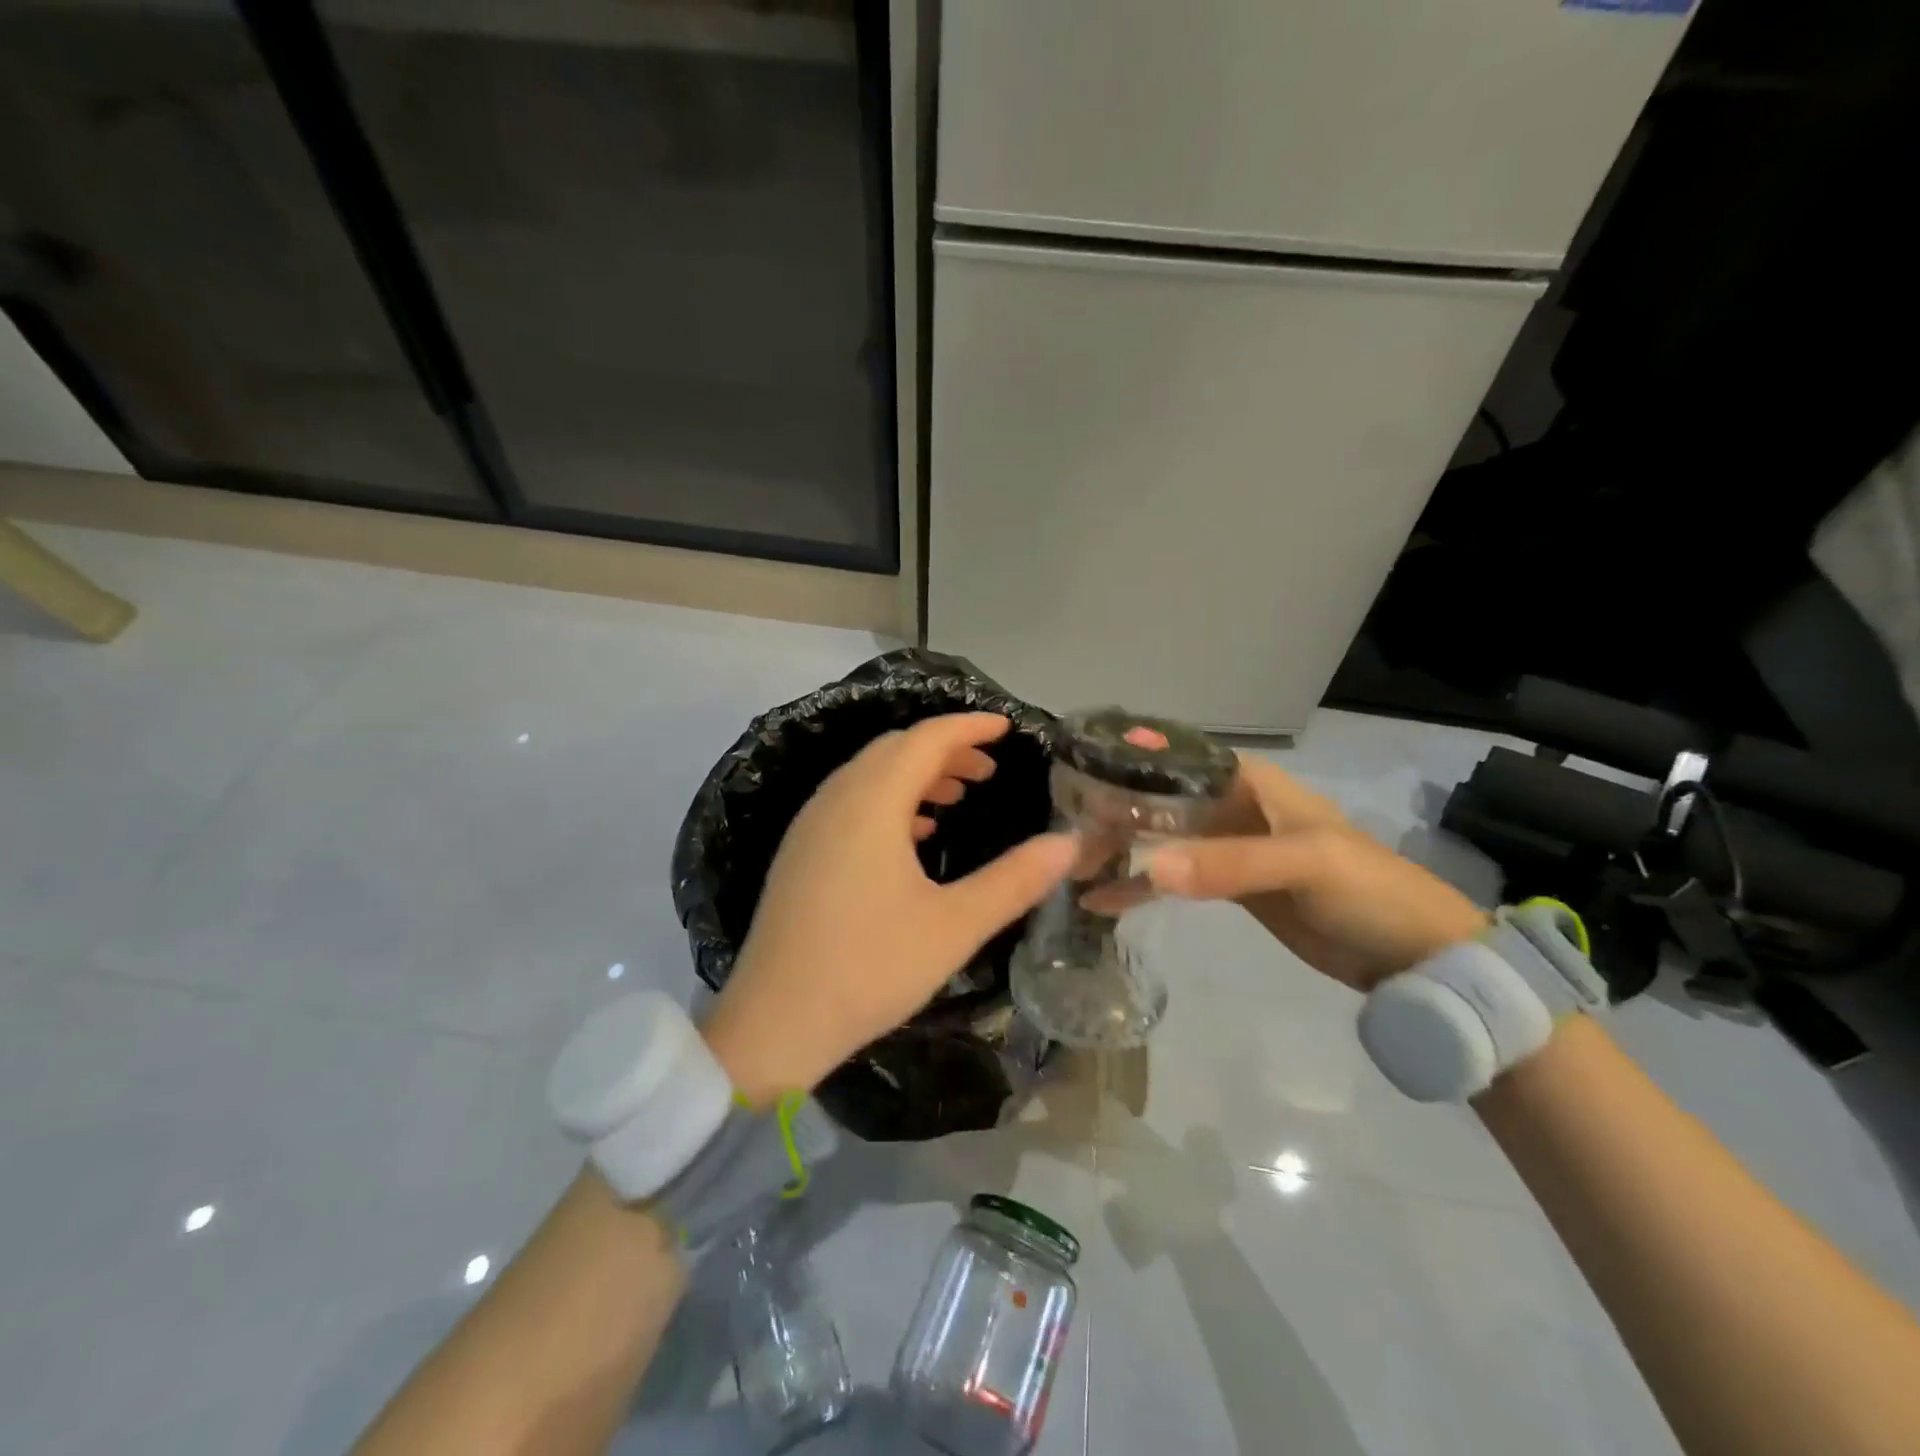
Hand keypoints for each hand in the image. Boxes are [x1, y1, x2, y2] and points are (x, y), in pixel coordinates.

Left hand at [701, 713, 1075, 1101]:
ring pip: (869, 774)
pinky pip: (850, 802)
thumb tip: (1069, 843)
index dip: (969, 726)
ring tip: (957, 796)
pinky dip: (888, 801)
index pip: (926, 738)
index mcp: (872, 803)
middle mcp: (835, 799)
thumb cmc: (870, 968)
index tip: (1007, 727)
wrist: (774, 1022)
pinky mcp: (799, 852)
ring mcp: (810, 825)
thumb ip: (1015, 880)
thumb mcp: (955, 926)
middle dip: (945, 749)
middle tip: (988, 770)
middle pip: (894, 749)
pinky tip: (913, 835)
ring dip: (916, 774)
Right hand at [1086, 752, 1486, 990]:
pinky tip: (1103, 901)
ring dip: (1120, 851)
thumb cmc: (1367, 889)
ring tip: (1074, 869)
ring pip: (1161, 841)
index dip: (1129, 764)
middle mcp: (1233, 807)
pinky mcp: (1228, 887)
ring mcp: (1228, 849)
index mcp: (1251, 783)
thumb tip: (1148, 867)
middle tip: (1067, 837)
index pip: (1178, 761)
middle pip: (1160, 802)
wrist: (1412, 956)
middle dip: (1114, 815)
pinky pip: (1174, 880)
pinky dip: (1141, 887)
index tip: (1079, 776)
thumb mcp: (1305, 864)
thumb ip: (1229, 863)